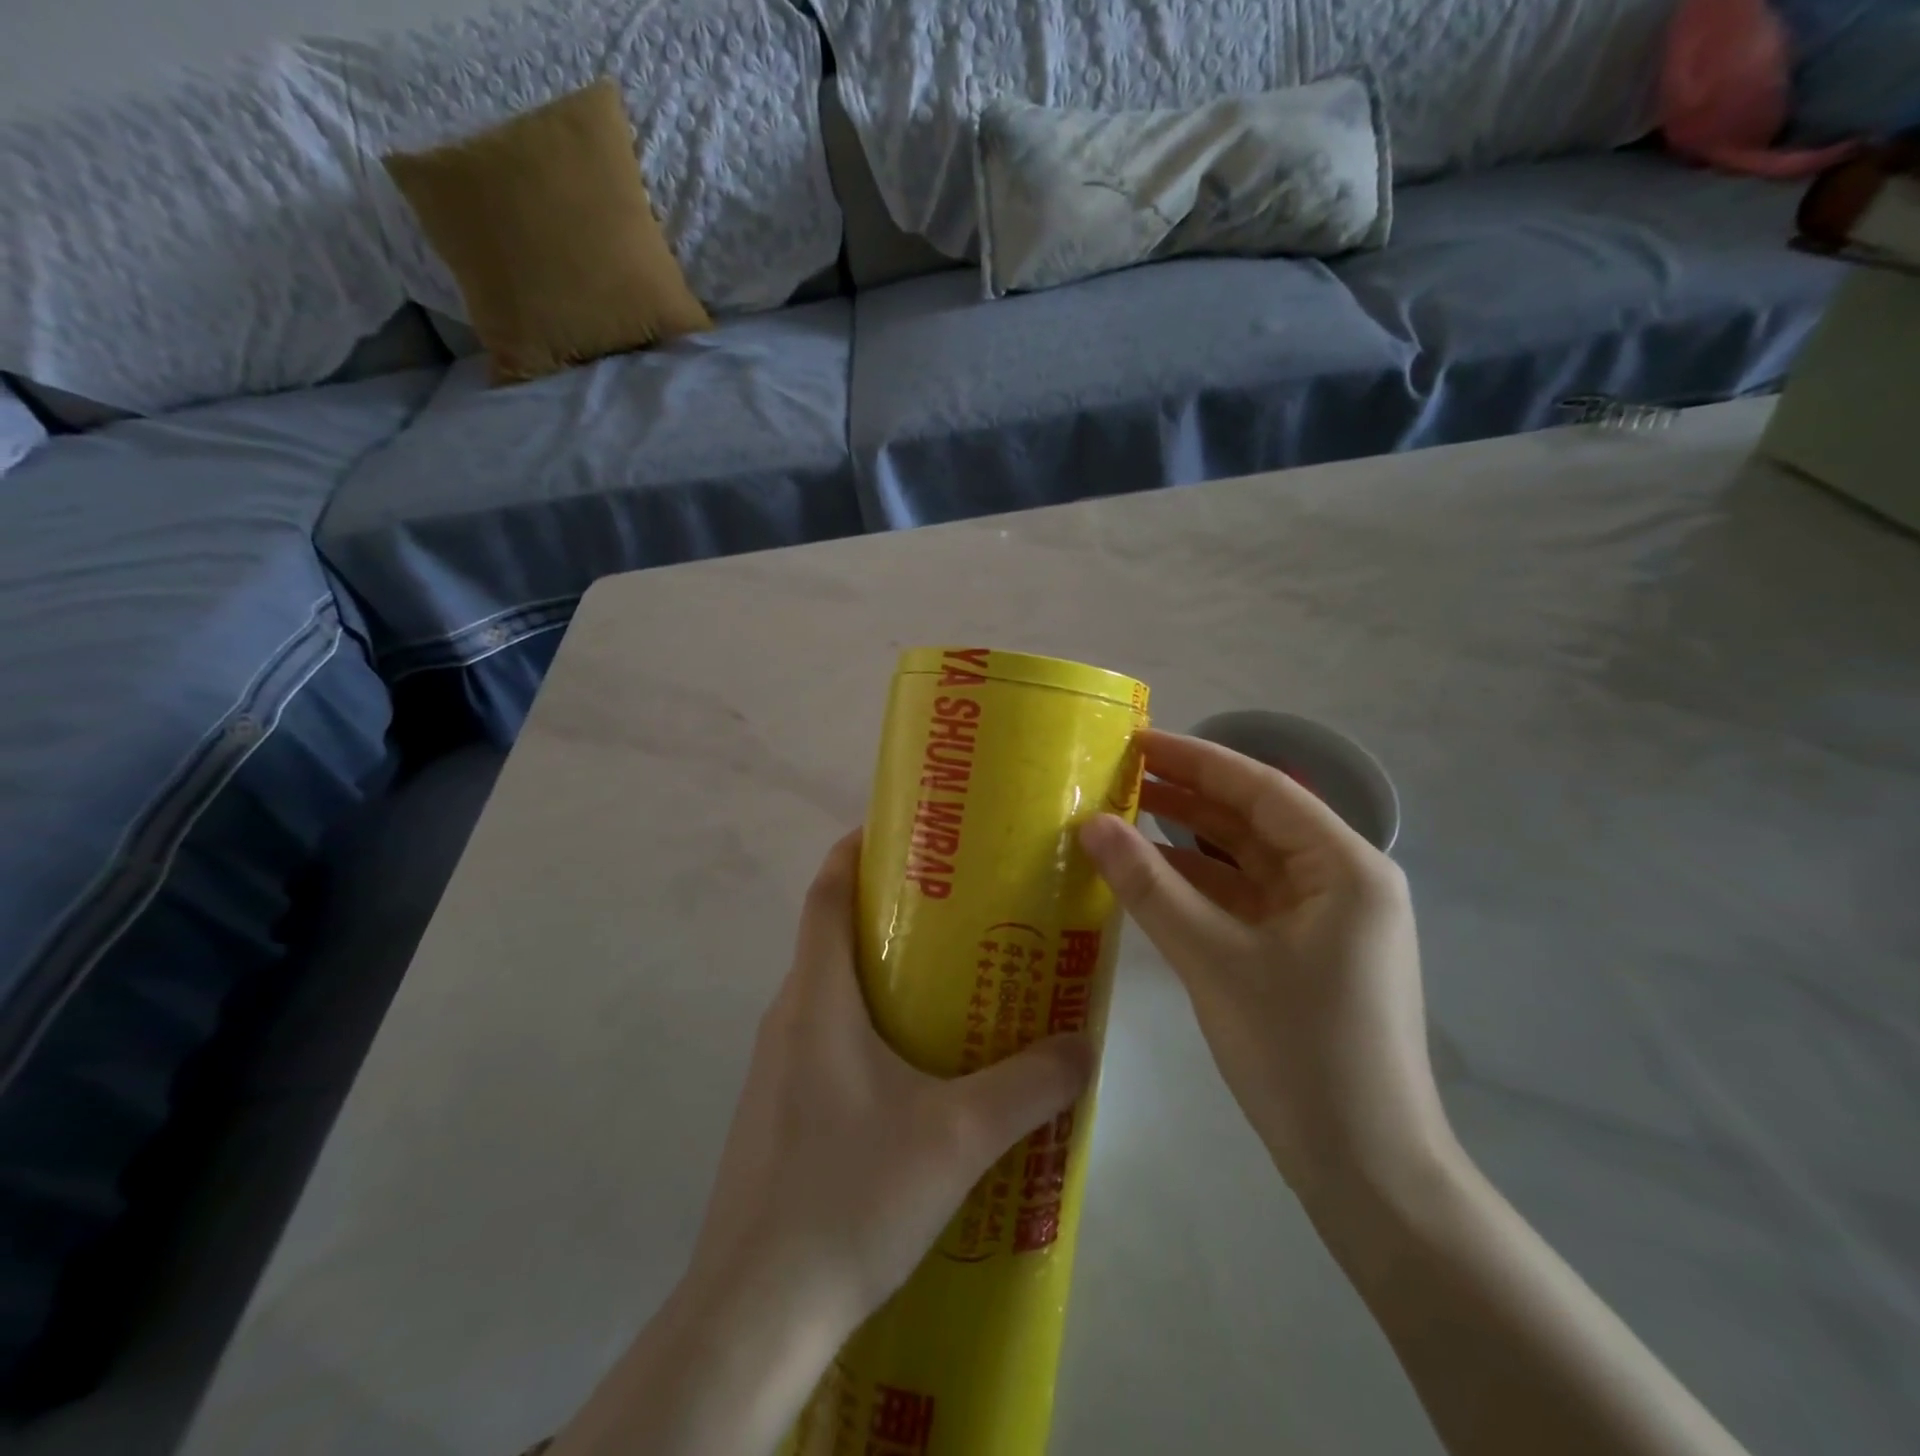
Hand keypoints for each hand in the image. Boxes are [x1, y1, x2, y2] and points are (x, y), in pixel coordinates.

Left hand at [687, 827, 1095, 1341]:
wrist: (755, 1313)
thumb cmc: (848, 1196)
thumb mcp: (957, 1136)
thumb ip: (1029, 1086)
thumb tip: (1084, 1047)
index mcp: (817, 998)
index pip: (825, 893)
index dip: (855, 851)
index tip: (901, 832)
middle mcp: (788, 1017)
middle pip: (831, 936)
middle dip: (888, 911)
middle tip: (957, 910)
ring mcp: (777, 1067)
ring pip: (830, 991)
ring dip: (881, 973)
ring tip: (949, 983)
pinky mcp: (779, 1110)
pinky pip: (826, 1039)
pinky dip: (869, 1025)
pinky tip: (917, 1070)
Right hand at [1079, 730, 1452, 1198]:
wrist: (1366, 1173)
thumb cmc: (1301, 1053)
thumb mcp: (1215, 960)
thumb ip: (1150, 887)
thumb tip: (1090, 824)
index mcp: (1343, 866)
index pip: (1260, 789)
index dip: (1195, 760)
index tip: (1136, 741)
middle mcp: (1339, 881)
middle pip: (1252, 820)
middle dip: (1186, 796)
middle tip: (1116, 775)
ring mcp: (1320, 919)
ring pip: (1244, 861)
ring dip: (1186, 841)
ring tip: (1120, 815)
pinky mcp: (1300, 952)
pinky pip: (1241, 900)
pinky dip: (1196, 886)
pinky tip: (1146, 876)